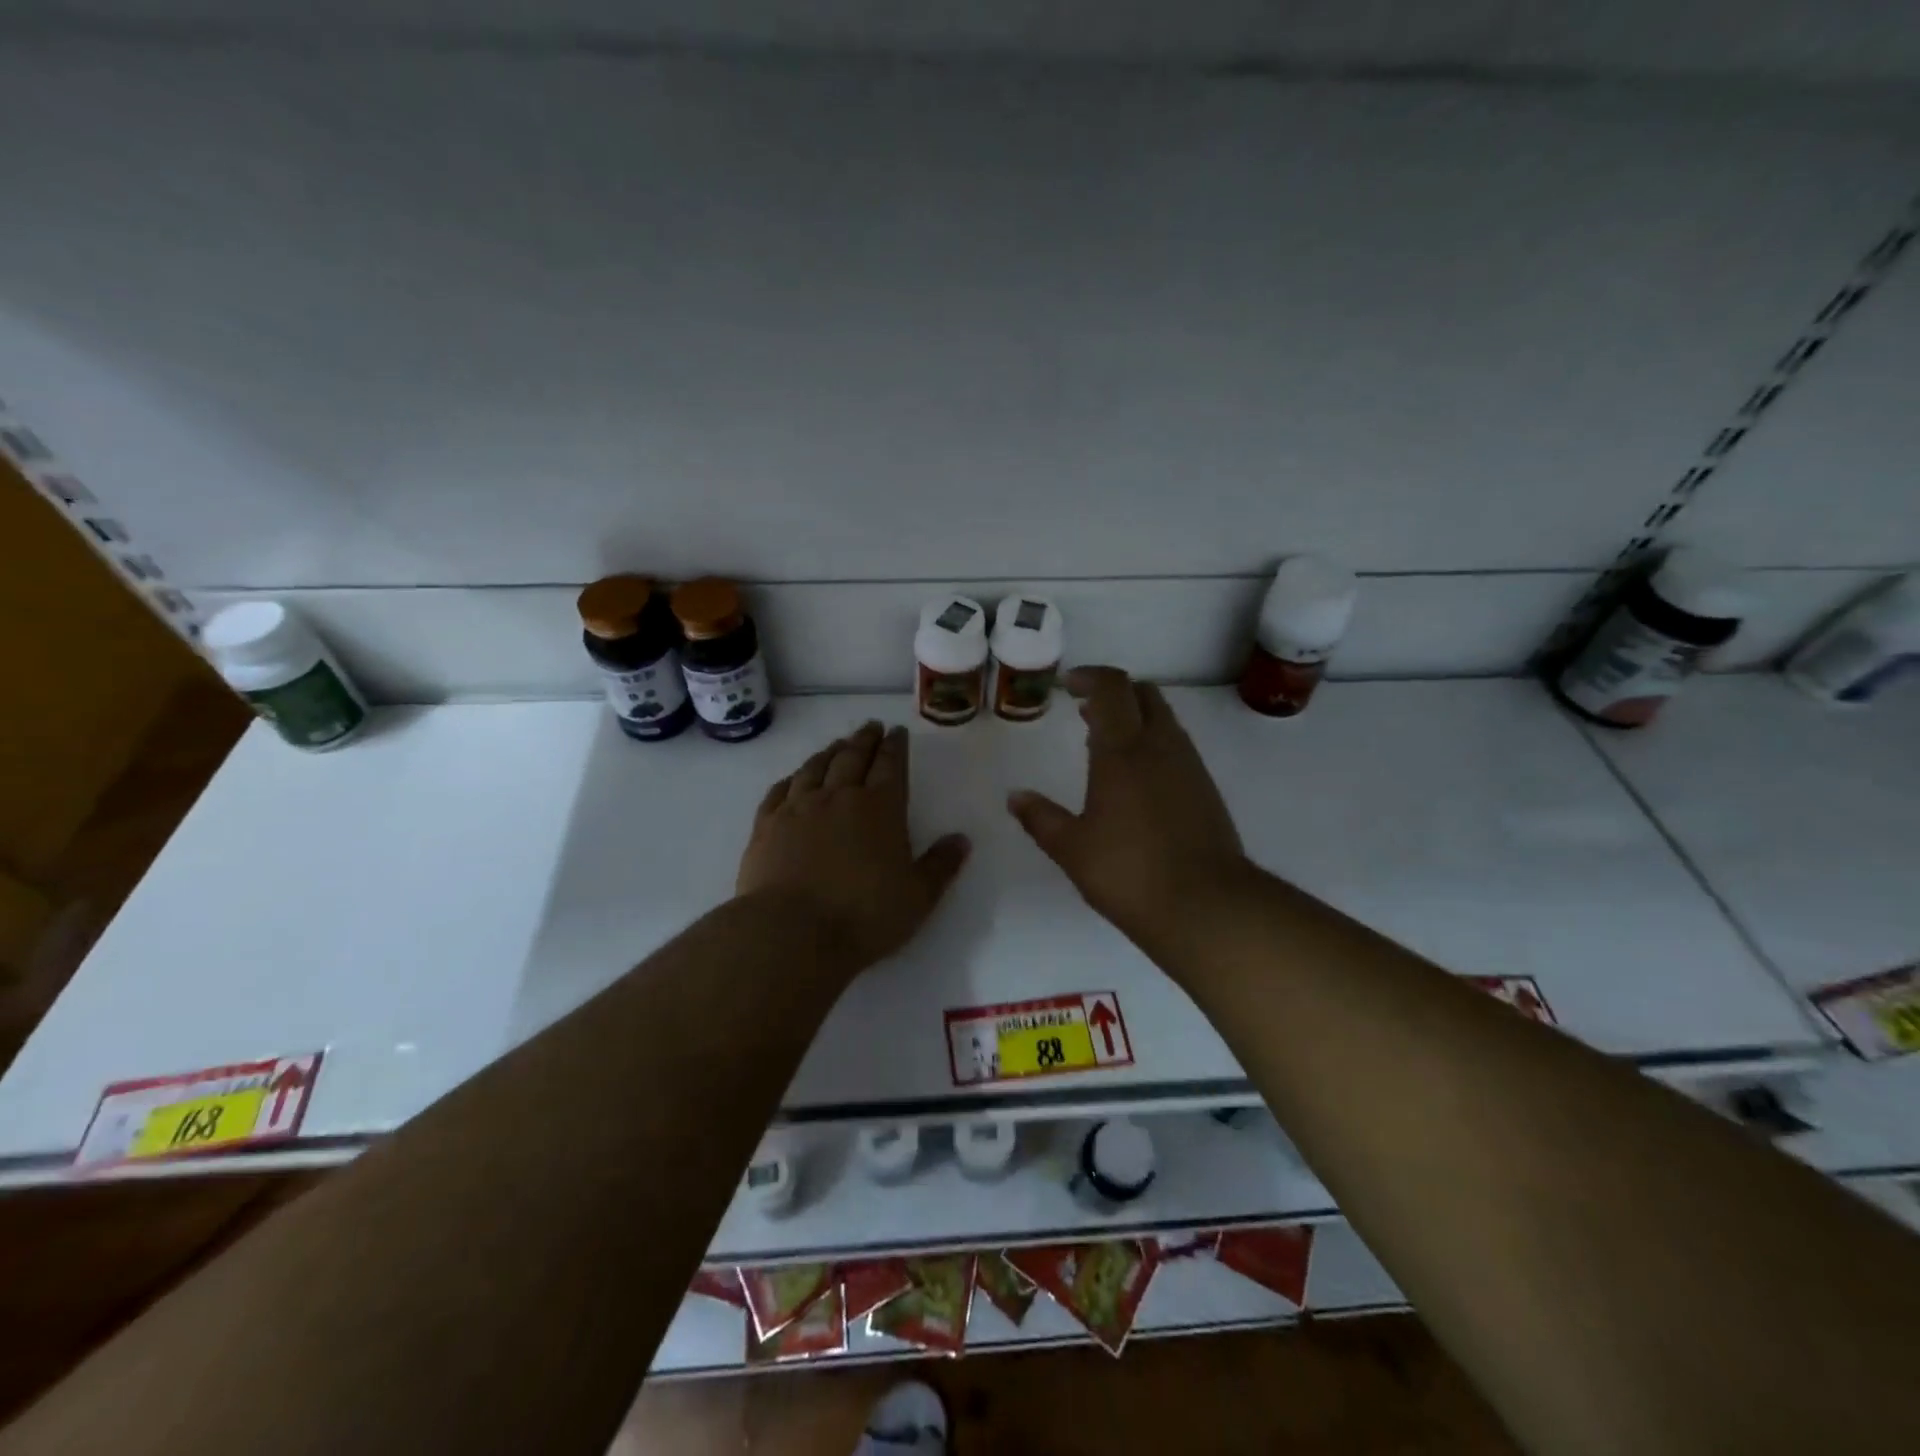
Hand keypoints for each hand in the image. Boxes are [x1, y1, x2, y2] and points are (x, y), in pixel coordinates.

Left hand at [738, 721, 970, 971]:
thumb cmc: (863, 916)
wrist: (791, 932)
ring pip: (815, 767)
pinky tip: (794, 778)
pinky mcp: (766, 825)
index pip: (890, 766)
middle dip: (865, 739)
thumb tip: (962, 839)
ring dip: (829, 752)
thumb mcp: (918, 897)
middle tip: (871, 726)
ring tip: (838, 744)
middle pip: (852, 757)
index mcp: (880, 808)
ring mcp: (798, 808)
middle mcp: (838, 797)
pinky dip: (792, 778)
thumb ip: (941, 865)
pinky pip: (780, 790)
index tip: (897, 732)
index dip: (895, 747)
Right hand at [1007, 667, 1247, 950]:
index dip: (1090, 677)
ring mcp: (1189, 766)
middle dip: (1115, 692)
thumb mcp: (1072, 849)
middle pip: (1144, 694)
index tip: (1068, 684)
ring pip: (1164, 719)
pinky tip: (1136, 778)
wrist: (1206, 906)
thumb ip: (1040, 818)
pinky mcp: (1206, 789)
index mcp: (1123, 751)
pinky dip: (1153, 743)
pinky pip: (1176, 746)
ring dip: (1135, 717)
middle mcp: (1160, 747)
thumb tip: (1015, 797)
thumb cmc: (1129, 873)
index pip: (1112, 689)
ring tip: (1105, 743)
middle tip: (1085, 710)